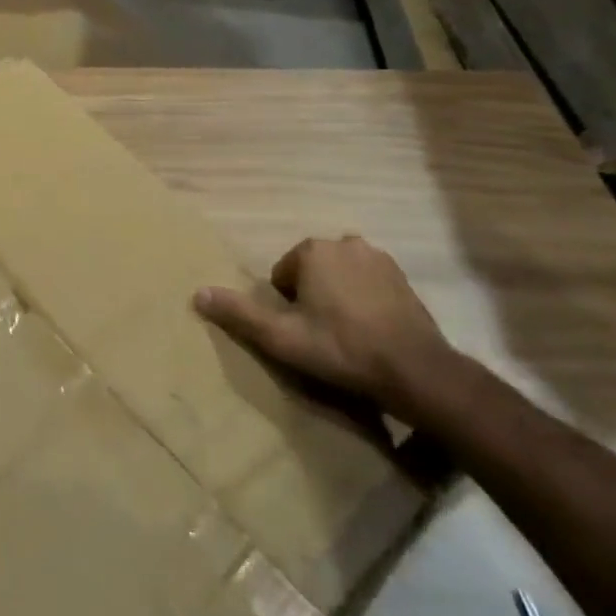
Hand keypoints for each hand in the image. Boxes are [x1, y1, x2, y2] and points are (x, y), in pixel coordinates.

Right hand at [194, 234, 458, 423]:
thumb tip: (196, 293)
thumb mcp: (282, 338)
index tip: (303, 334)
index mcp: (312, 250)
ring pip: (340, 277)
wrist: (418, 372)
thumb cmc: (342, 349)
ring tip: (348, 337)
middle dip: (312, 298)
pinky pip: (368, 285)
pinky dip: (365, 302)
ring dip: (338, 298)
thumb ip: (239, 313)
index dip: (287, 306)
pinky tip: (372, 333)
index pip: (283, 274)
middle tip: (322, 337)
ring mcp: (378, 258)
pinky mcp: (403, 278)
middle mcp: (343, 242)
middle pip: (311, 272)